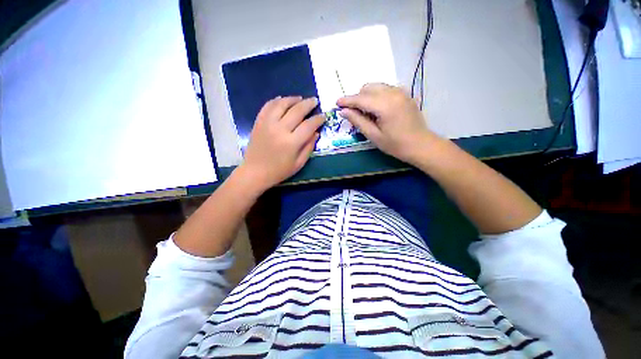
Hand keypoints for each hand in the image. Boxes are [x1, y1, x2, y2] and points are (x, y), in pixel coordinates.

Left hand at [239, 96, 324, 191]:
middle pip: (297, 111)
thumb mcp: (299, 164)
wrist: (255, 172)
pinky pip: (267, 106)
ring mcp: (267, 124)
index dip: (318, 119)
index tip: (323, 116)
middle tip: (314, 100)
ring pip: (281, 104)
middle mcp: (280, 130)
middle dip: (308, 104)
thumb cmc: (279, 171)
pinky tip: (282, 99)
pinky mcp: (258, 122)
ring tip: (300, 98)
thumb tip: (316, 132)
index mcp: (291, 143)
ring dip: (292, 99)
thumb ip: (309, 147)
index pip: (308, 125)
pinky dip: (276, 101)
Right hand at [337, 83, 439, 163]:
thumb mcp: (373, 135)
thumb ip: (358, 121)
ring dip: (367, 96)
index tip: (337, 103)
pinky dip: (377, 95)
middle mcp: (393, 93)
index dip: (347, 100)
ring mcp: (401, 92)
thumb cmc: (395, 144)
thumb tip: (344, 111)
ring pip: (377, 86)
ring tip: (366, 112)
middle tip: (353, 112)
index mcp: (385, 105)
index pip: (360, 98)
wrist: (421, 145)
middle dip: (357, 98)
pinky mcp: (405, 94)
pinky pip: (385, 89)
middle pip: (368, 87)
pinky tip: (378, 109)